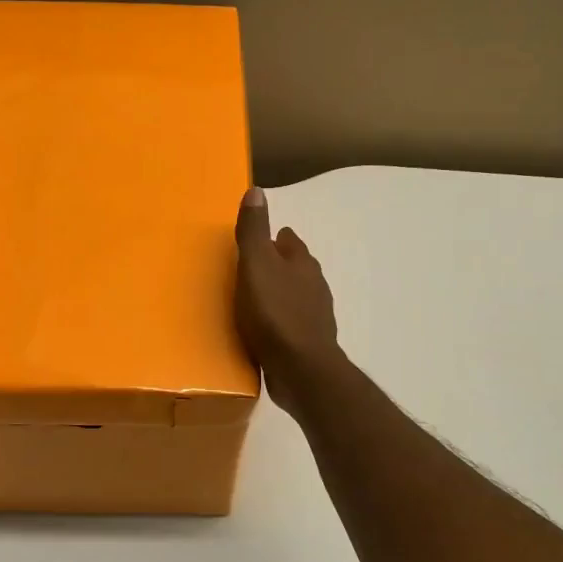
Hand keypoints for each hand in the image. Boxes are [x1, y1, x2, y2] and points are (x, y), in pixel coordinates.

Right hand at [234, 187, 341, 416]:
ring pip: (294, 297)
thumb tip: (256, 190)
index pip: (289, 241)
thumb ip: (254, 230)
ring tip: (251, 302)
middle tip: (247, 271)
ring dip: (277, 296)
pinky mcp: (308, 344)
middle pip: (294, 268)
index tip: (254, 243)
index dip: (273, 239)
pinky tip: (262, 332)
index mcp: (302, 263)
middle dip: (276, 267)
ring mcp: (314, 317)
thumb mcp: (256, 265)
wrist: (301, 370)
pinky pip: (290, 325)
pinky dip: (278, 323)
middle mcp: (314, 285)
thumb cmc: (275, 313)